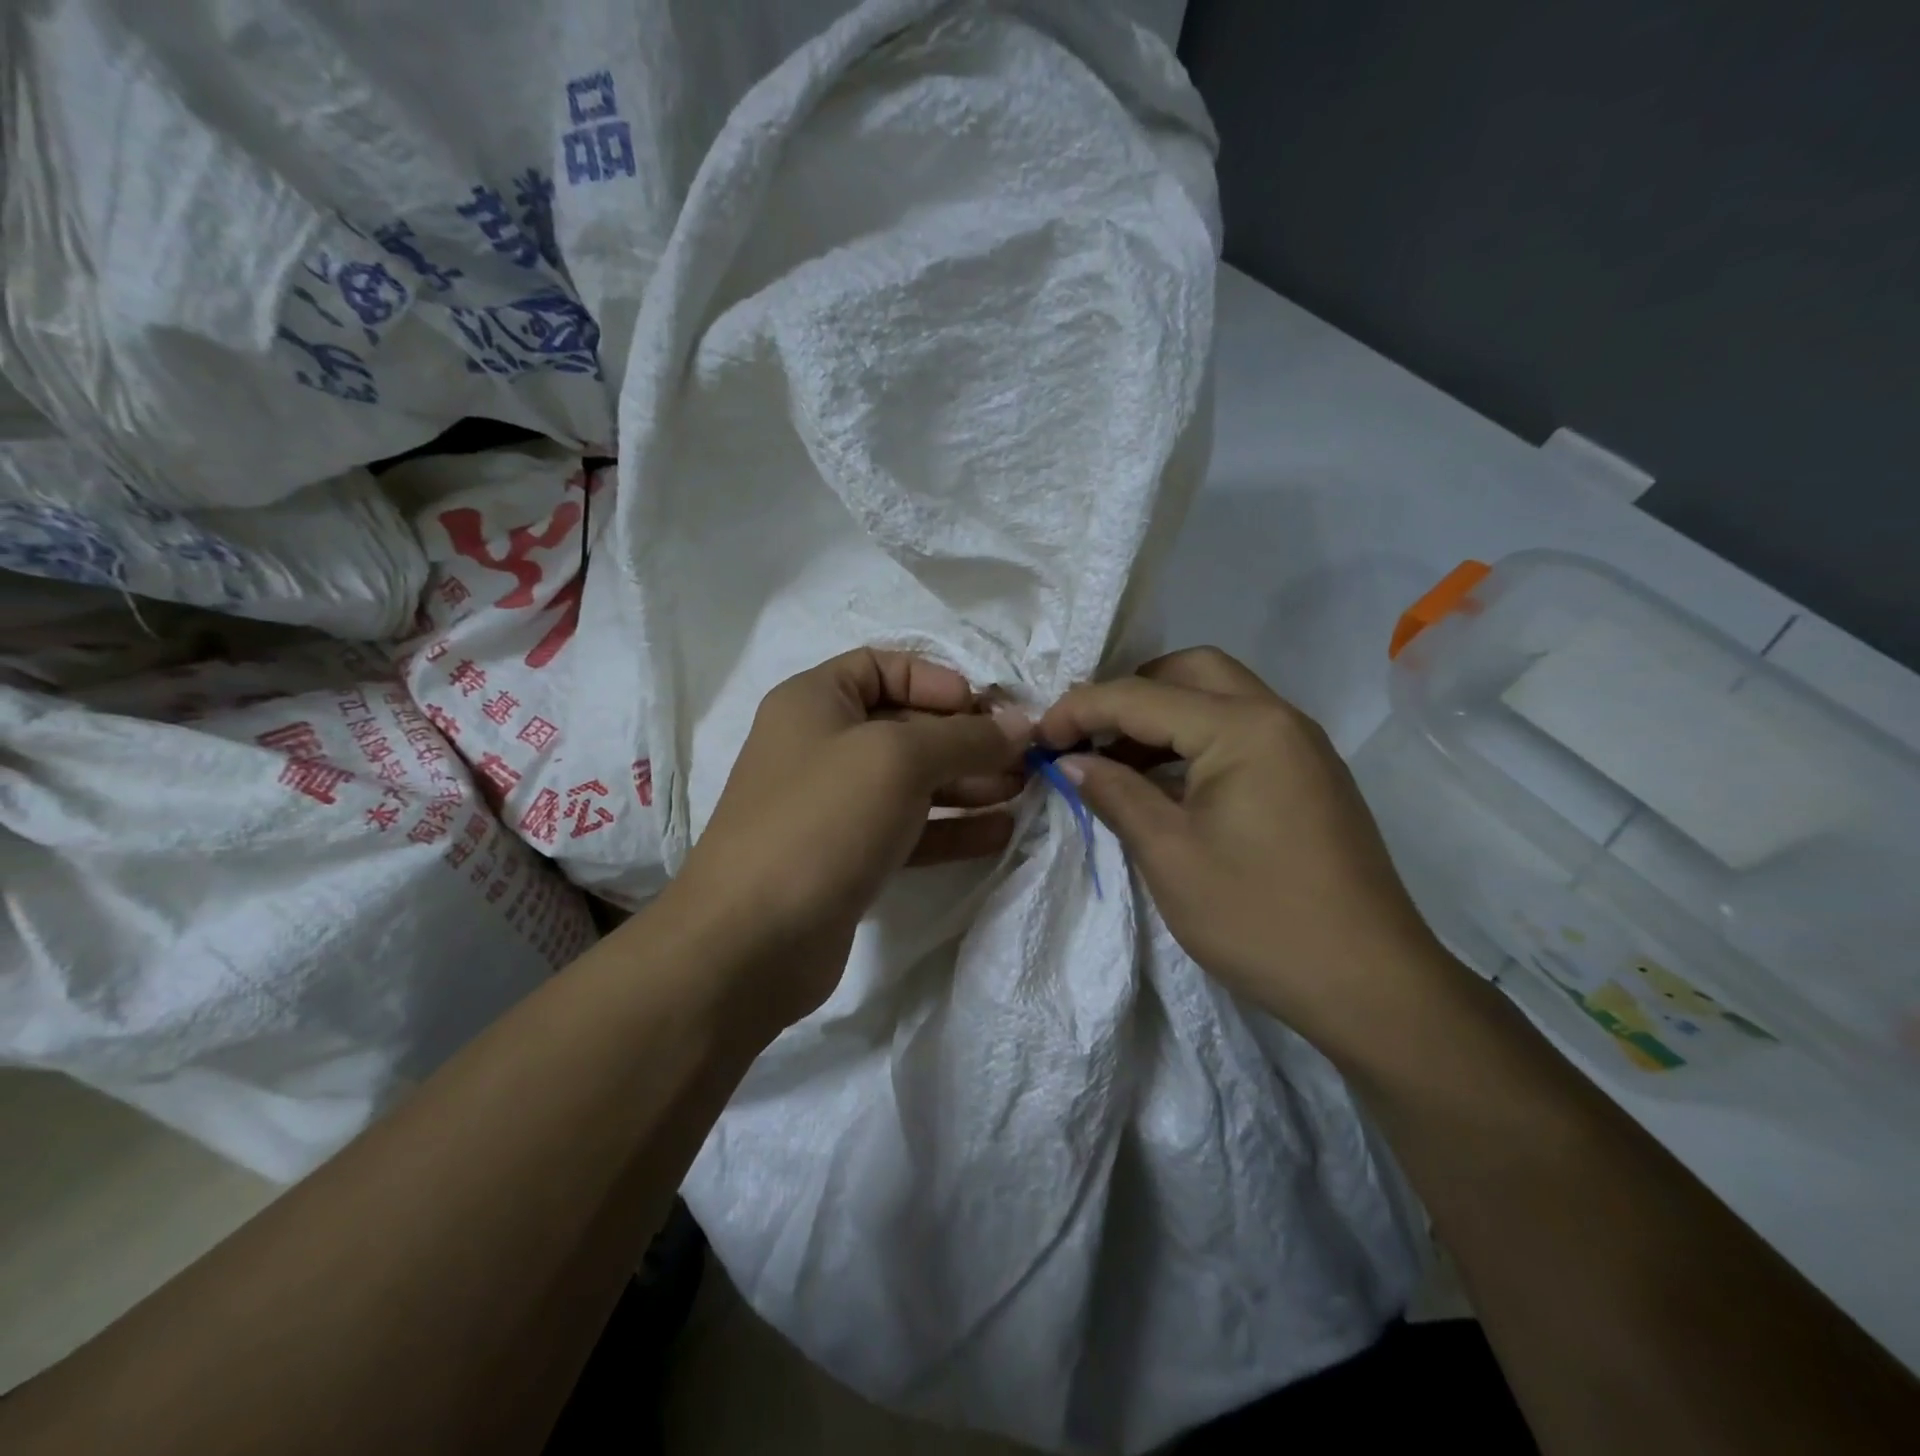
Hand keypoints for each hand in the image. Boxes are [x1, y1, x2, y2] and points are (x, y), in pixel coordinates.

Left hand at [666, 648, 1028, 1035]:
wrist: (752, 941)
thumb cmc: (822, 821)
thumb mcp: (898, 759)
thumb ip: (964, 737)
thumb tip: (1021, 726)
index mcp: (815, 702)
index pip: (881, 666)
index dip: (935, 680)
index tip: (982, 708)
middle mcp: (820, 747)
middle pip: (904, 726)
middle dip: (965, 738)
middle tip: (1023, 758)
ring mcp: (833, 807)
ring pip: (911, 782)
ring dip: (967, 783)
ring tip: (1022, 791)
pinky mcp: (848, 858)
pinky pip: (909, 830)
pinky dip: (952, 828)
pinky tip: (999, 832)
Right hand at [1036, 647, 1449, 1053]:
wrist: (1370, 985)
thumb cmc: (1259, 918)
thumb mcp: (1169, 855)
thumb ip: (1115, 793)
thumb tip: (1070, 761)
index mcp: (1244, 727)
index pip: (1142, 696)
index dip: (1080, 709)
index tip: (1037, 738)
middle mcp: (1278, 717)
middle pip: (1189, 672)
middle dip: (1128, 693)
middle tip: (1086, 735)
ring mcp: (1300, 745)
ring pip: (1218, 698)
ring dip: (1161, 716)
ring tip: (1113, 760)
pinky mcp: (1308, 775)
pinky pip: (1239, 731)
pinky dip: (1193, 741)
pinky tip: (1163, 783)